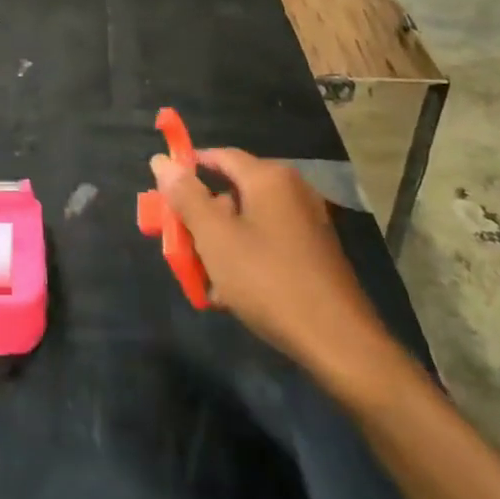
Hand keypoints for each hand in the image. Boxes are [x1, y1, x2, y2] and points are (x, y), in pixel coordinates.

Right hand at [150, 148, 400, 397]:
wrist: (338, 342)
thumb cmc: (268, 280)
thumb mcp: (215, 238)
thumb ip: (186, 196)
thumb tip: (161, 160)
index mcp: (268, 178)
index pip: (219, 155)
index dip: (187, 168)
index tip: (161, 192)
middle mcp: (291, 191)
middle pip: (231, 191)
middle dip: (200, 217)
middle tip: (178, 244)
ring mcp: (306, 222)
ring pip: (247, 221)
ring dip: (219, 243)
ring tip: (203, 277)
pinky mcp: (314, 252)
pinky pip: (267, 242)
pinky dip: (244, 257)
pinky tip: (231, 293)